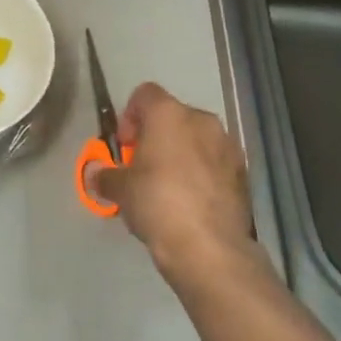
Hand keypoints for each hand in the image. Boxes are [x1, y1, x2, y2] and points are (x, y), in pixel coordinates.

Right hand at [89, 83, 262, 282]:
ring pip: (197, 139)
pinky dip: (201, 173)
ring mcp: (228, 146)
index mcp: (169, 114)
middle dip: (156, 136)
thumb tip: (97, 175)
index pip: (144, 94)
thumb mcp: (120, 189)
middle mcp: (202, 121)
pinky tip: (190, 201)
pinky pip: (214, 162)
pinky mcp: (243, 173)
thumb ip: (106, 176)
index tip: (124, 146)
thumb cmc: (157, 202)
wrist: (208, 246)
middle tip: (142, 166)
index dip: (129, 116)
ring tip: (167, 186)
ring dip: (181, 154)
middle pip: (173, 116)